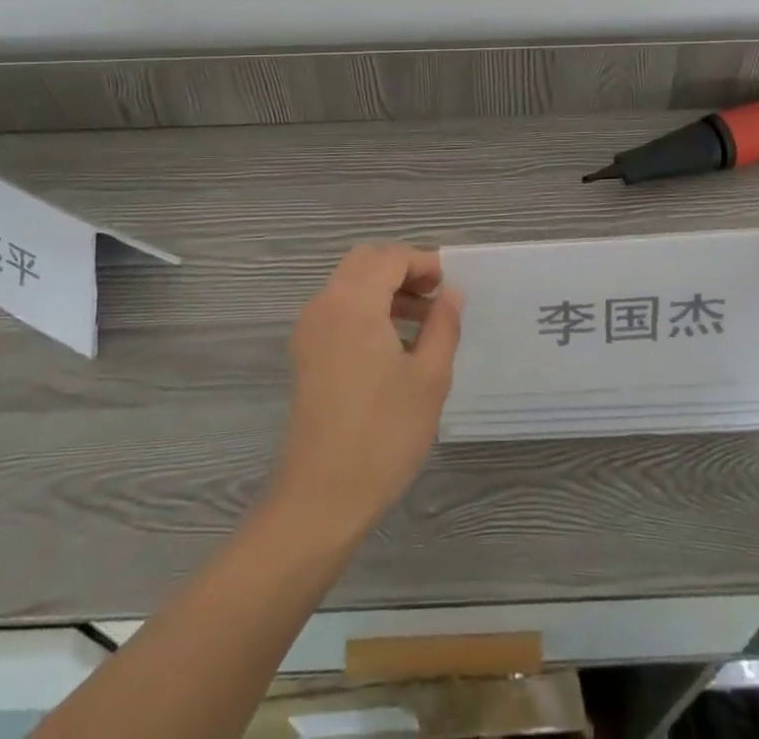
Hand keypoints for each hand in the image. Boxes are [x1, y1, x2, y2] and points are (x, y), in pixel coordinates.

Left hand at [271, 243, 461, 542]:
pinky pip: (339, 310)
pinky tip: (396, 343)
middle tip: (437, 295)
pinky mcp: (306, 354)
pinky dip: (368, 309)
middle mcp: (325, 304)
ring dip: (386, 289)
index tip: (452, 283)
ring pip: (350, 285)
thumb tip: (451, 294)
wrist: (320, 499)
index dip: (424, 262)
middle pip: (365, 262)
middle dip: (403, 270)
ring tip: (425, 320)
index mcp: (353, 302)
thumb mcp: (429, 379)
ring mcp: (310, 330)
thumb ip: (443, 325)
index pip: (390, 258)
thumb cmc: (382, 435)